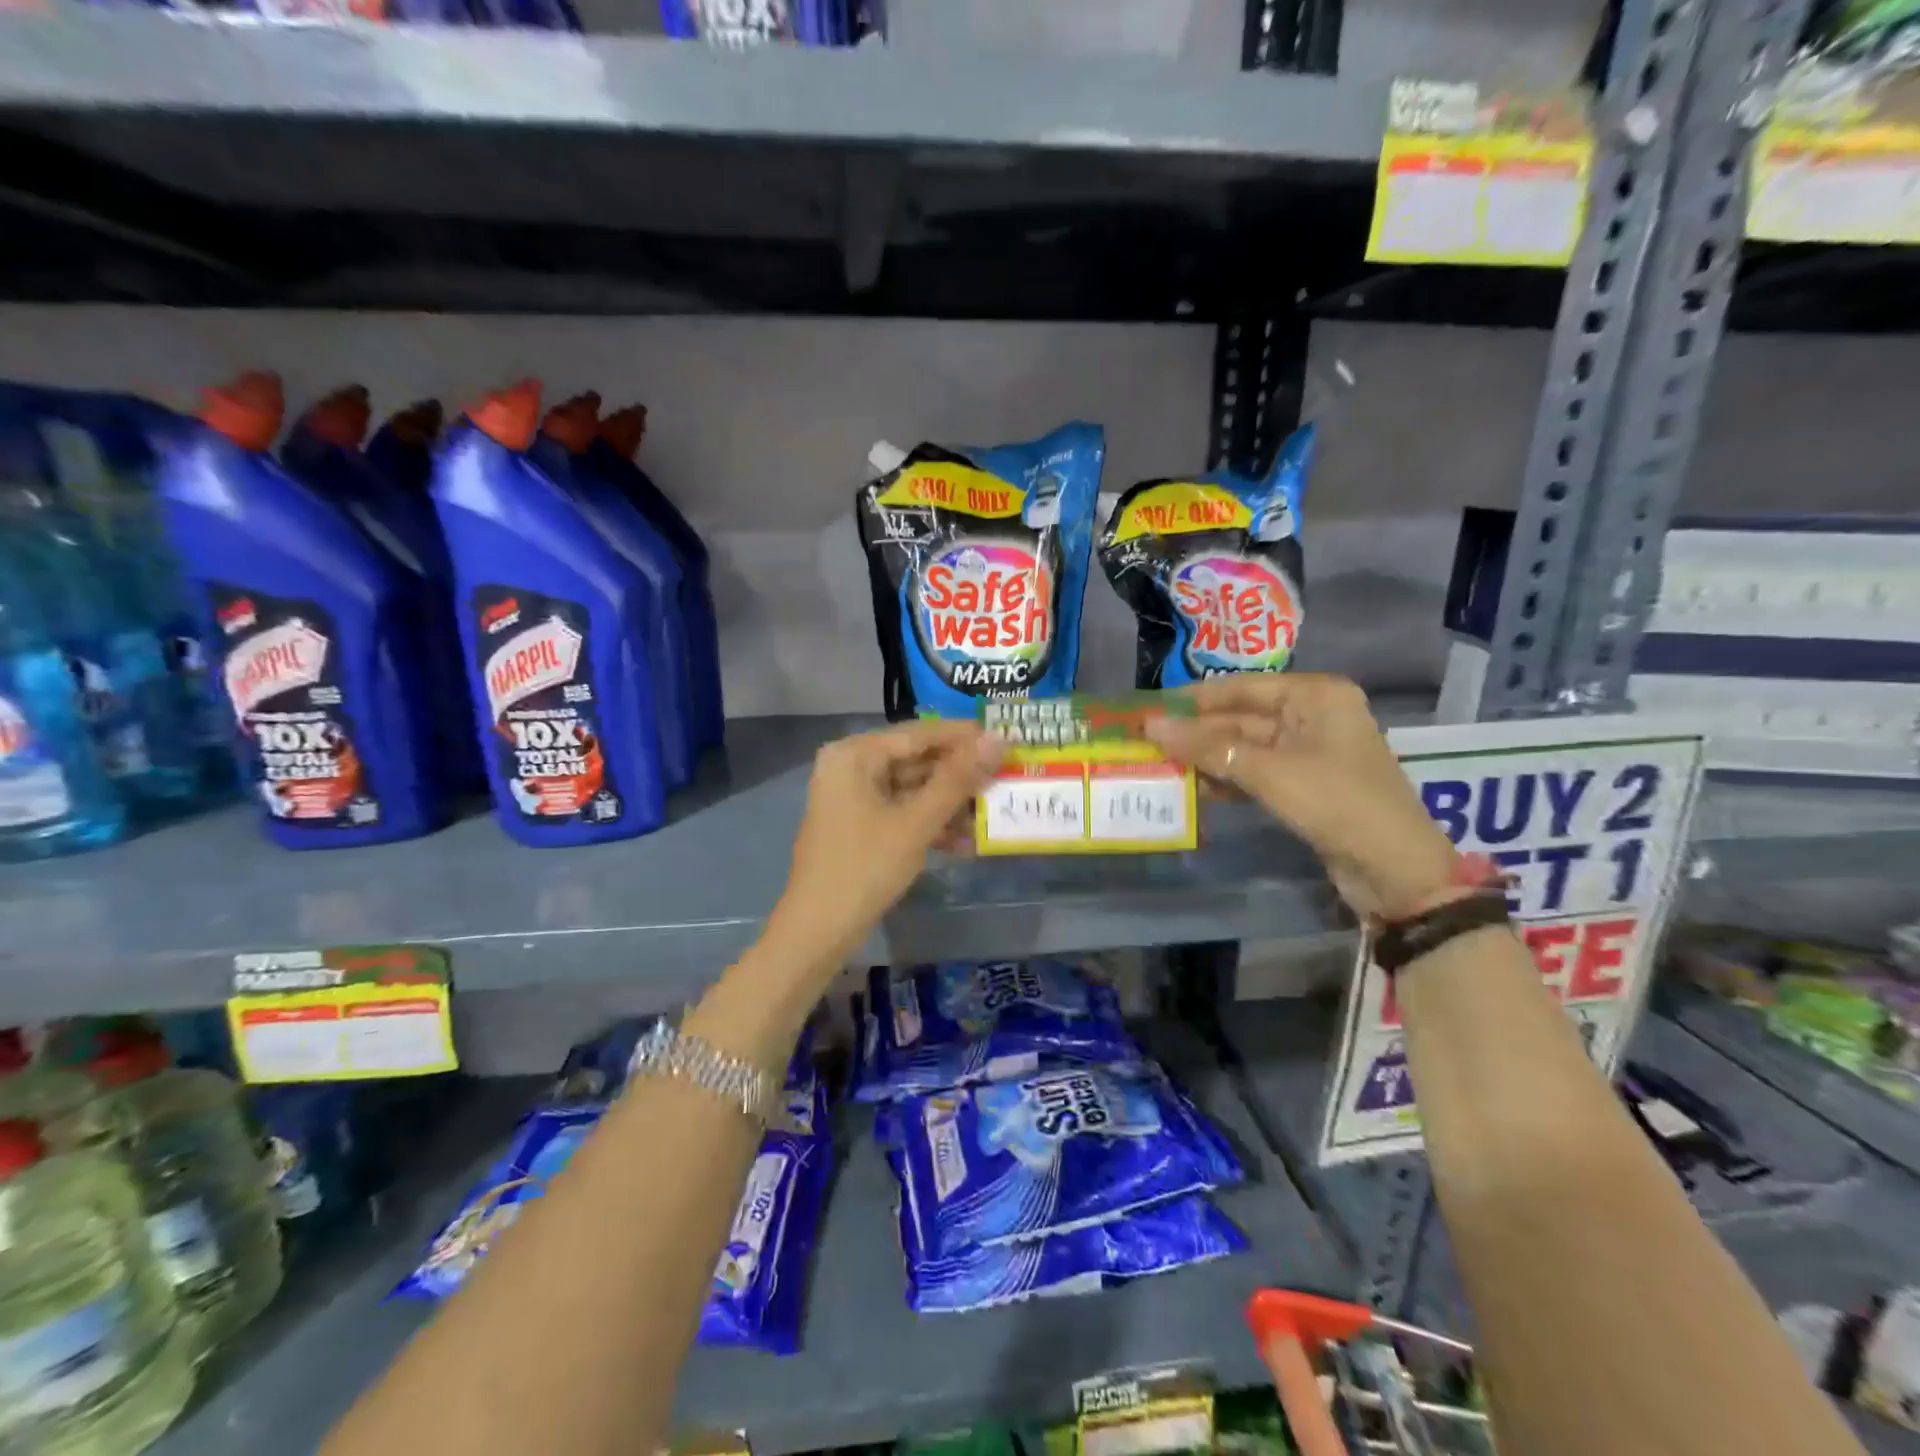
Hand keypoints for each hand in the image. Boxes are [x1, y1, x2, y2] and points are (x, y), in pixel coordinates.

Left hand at [767, 719, 1003, 970]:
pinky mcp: (859, 823)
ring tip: (991, 814)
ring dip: (950, 803)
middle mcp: (851, 765)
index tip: (1008, 739)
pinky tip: (964, 841)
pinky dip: (929, 822)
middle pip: (917, 759)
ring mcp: (853, 796)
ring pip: (912, 787)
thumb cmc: (865, 868)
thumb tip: (999, 739)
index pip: (920, 733)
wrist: (817, 931)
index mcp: (855, 754)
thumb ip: (958, 779)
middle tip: (1005, 778)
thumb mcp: (916, 822)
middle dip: (960, 775)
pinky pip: (901, 810)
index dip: (965, 736)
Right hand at [1146, 674, 1459, 920]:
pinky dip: (1228, 779)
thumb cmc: (1336, 803)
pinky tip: (1195, 789)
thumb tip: (1152, 725)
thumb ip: (1209, 748)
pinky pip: (1256, 773)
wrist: (1395, 870)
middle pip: (1242, 718)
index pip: (1242, 688)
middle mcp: (1313, 716)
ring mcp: (1309, 752)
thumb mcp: (1268, 772)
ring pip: (1245, 748)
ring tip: (1161, 766)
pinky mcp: (1304, 785)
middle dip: (1198, 733)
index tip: (1151, 708)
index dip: (1195, 699)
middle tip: (1147, 742)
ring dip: (1208, 759)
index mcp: (1315, 696)